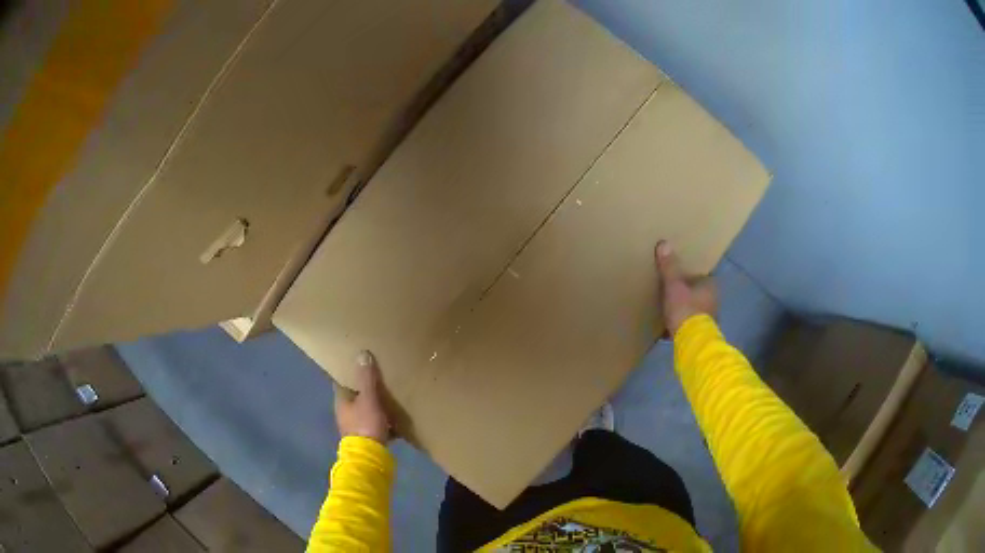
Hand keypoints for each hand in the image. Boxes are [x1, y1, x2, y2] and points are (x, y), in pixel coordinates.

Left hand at [334, 350, 391, 443]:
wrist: (369, 457)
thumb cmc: (365, 424)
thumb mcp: (368, 398)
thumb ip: (366, 378)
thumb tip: (362, 353)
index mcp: (342, 401)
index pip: (341, 381)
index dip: (349, 372)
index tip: (359, 363)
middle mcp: (345, 413)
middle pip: (355, 397)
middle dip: (365, 389)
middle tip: (380, 378)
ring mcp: (355, 427)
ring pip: (366, 411)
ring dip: (375, 405)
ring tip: (391, 397)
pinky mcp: (367, 438)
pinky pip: (376, 424)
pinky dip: (384, 421)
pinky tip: (397, 419)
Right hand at [655, 240, 716, 335]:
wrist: (692, 342)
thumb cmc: (686, 309)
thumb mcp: (673, 286)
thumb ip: (669, 267)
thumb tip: (664, 243)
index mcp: (710, 286)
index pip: (701, 276)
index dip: (689, 276)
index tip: (678, 278)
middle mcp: (714, 301)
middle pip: (698, 293)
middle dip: (687, 294)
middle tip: (672, 293)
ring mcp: (710, 319)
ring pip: (696, 309)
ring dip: (686, 310)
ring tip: (670, 310)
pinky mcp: (702, 333)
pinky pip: (691, 324)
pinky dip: (683, 324)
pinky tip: (671, 327)